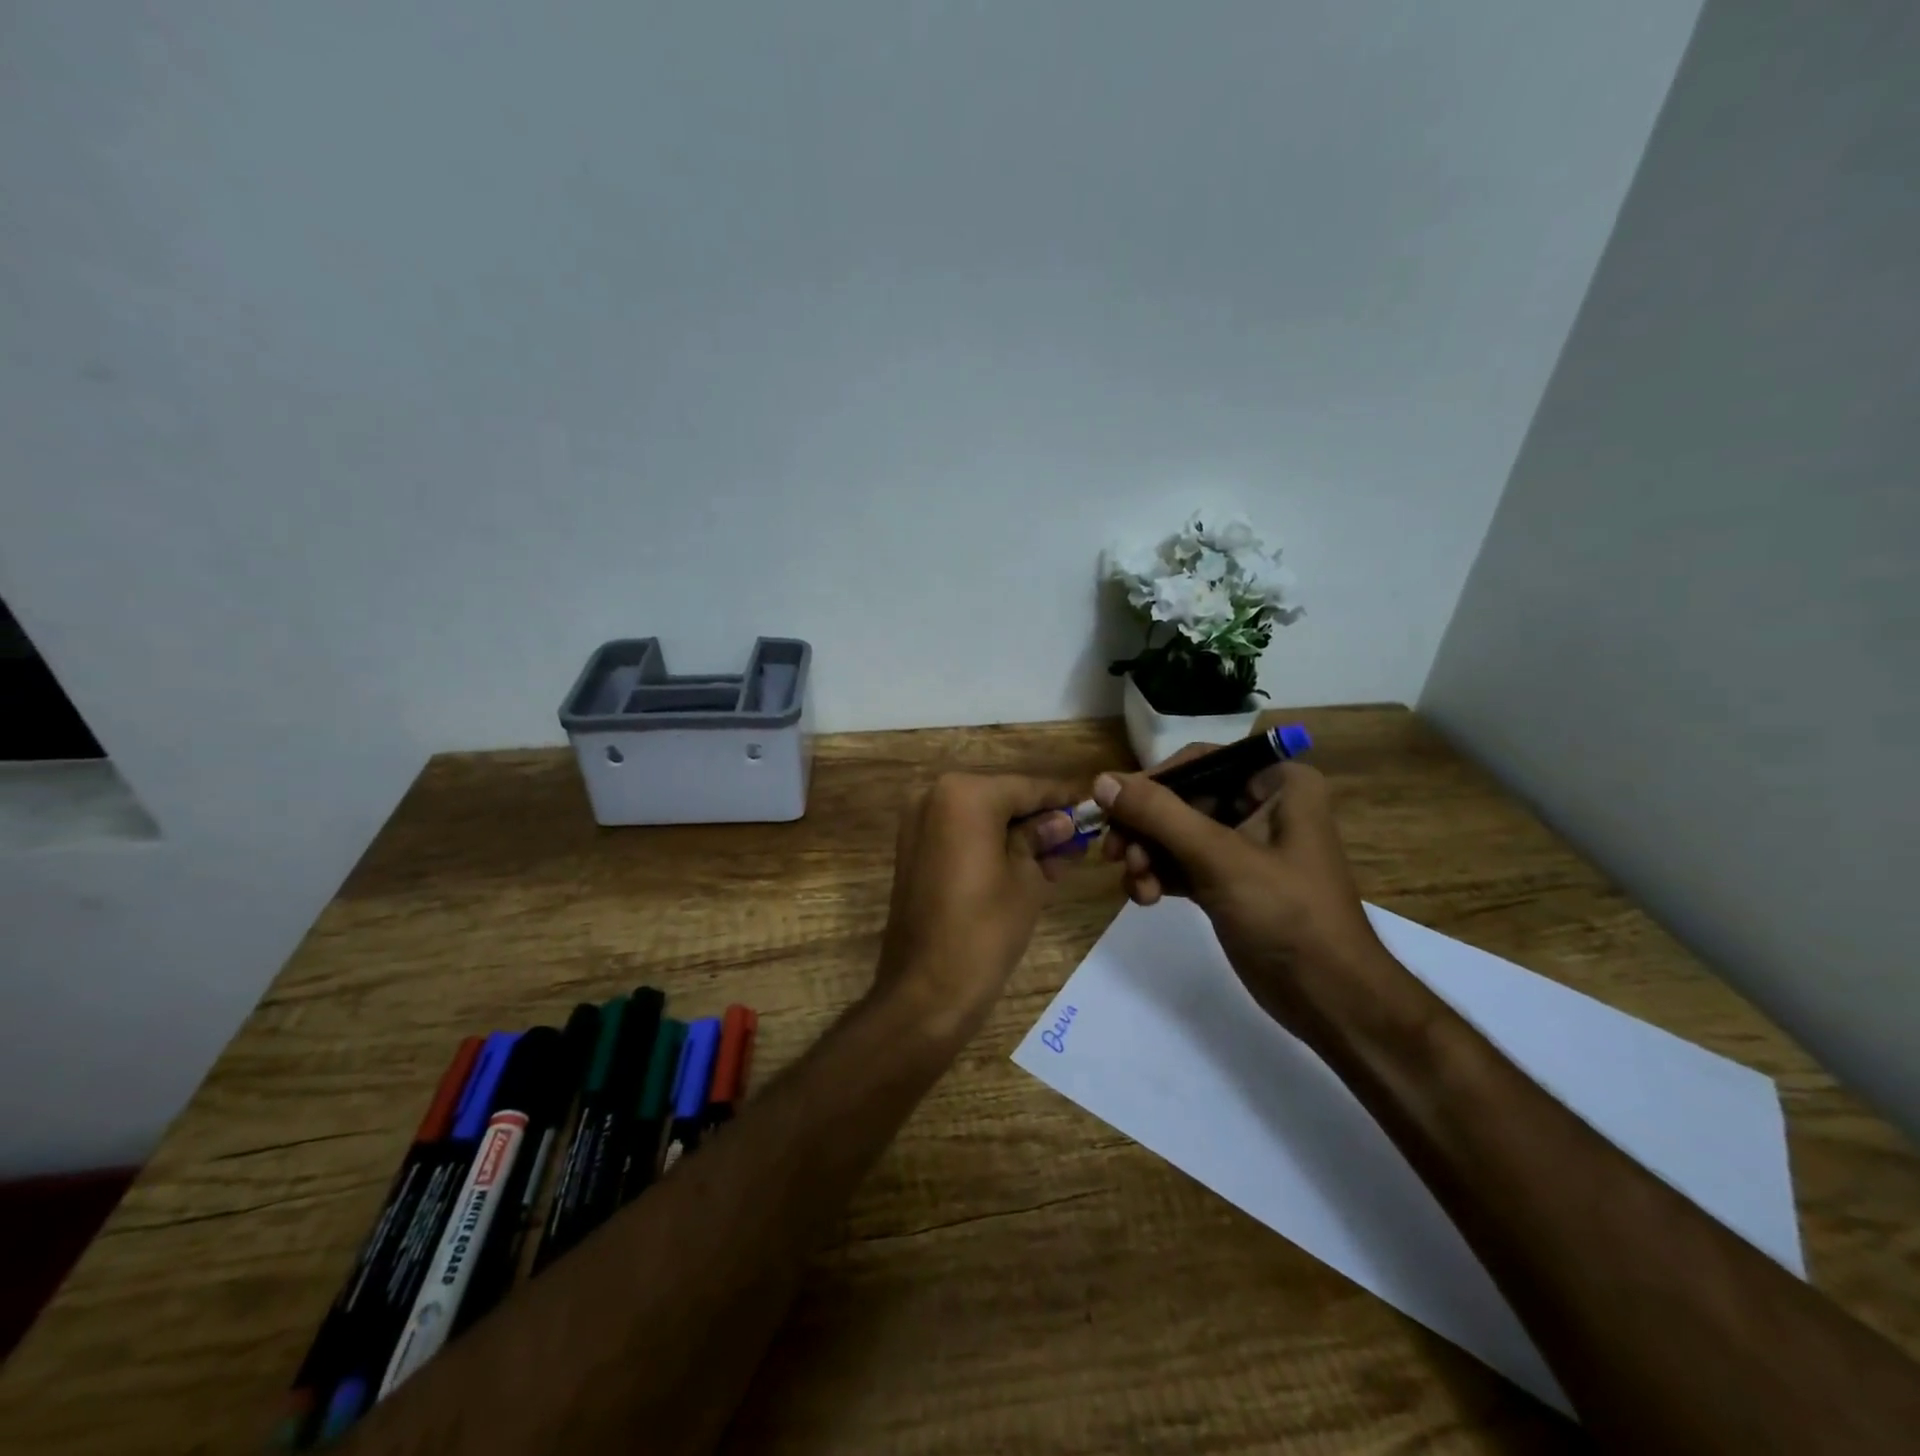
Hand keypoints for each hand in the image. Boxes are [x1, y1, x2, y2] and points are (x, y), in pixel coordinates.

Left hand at [874, 772, 1082, 1039]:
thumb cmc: (985, 929)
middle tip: (1078, 840)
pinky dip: (989, 844)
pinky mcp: (912, 850)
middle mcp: (934, 796)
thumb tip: (1062, 821)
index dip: (1063, 799)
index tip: (1093, 806)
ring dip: (1016, 833)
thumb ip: (1043, 839)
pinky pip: (961, 835)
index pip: (1028, 788)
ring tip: (1057, 859)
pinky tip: (1023, 865)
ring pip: (981, 817)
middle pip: (1002, 798)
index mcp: (965, 795)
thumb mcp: (1027, 879)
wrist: (926, 989)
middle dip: (1039, 819)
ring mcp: (918, 823)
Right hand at [1094, 749, 1392, 1037]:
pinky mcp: (1229, 880)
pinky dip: (1158, 875)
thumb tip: (1101, 781)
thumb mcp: (1219, 858)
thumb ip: (1158, 815)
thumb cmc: (1286, 914)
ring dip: (1146, 855)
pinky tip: (1145, 897)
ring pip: (1174, 834)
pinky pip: (1180, 863)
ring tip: (1137, 885)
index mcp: (1277, 783)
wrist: (1327, 998)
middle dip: (1145, 829)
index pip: (1198, 762)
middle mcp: (1261, 805)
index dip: (1151, 782)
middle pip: (1180, 799)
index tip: (1112, 808)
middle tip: (1114, 855)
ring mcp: (1243, 845)